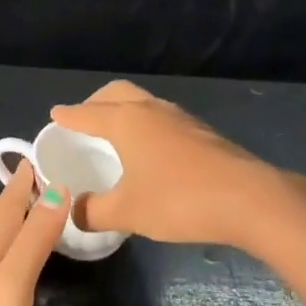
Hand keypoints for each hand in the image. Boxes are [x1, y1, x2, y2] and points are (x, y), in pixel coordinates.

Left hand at [0, 162, 69, 305]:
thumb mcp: (14, 284)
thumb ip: (34, 238)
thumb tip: (57, 188)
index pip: (6, 206)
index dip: (22, 181)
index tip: (38, 156)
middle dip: (15, 197)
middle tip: (39, 177)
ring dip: (10, 224)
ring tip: (30, 213)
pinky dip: (5, 252)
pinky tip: (9, 267)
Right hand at [51, 81, 295, 244]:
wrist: (250, 199)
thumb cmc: (179, 199)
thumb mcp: (127, 212)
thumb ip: (93, 211)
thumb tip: (74, 212)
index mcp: (127, 121)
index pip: (87, 113)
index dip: (69, 116)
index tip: (55, 115)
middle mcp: (151, 110)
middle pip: (117, 93)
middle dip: (96, 103)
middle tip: (84, 121)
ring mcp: (181, 119)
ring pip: (143, 104)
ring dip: (124, 112)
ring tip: (115, 136)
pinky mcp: (202, 133)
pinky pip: (162, 119)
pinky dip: (145, 126)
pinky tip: (149, 152)